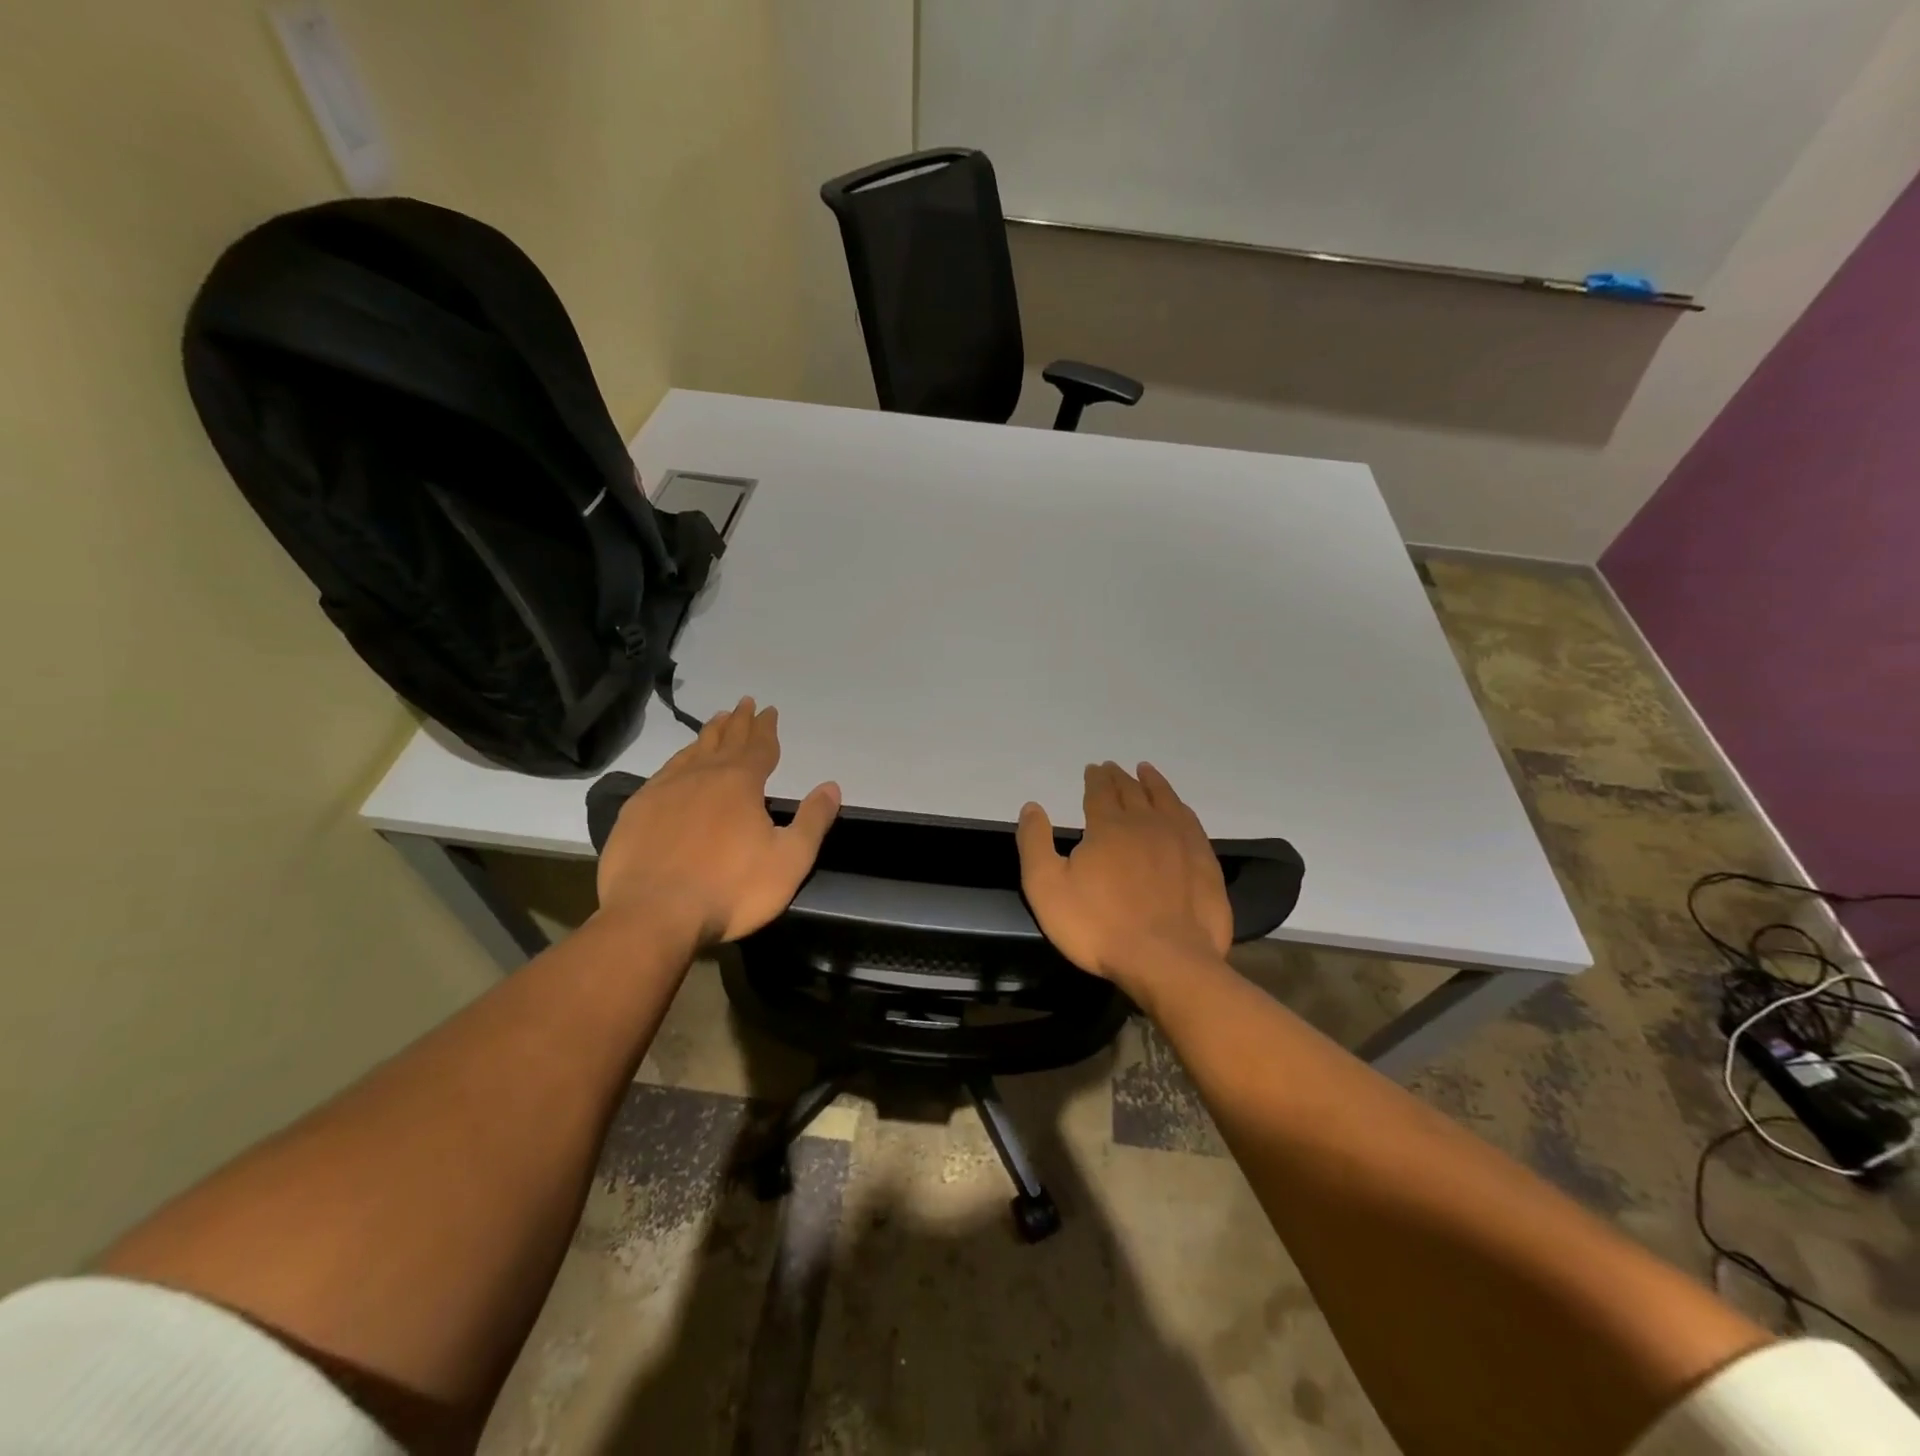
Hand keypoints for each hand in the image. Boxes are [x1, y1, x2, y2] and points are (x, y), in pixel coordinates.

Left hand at [596, 697, 840, 948]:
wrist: (653, 915)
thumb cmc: (730, 890)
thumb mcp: (789, 860)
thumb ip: (813, 821)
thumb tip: (832, 786)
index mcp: (741, 784)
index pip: (759, 747)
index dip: (766, 728)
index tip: (769, 710)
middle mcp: (702, 776)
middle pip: (724, 741)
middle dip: (738, 722)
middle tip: (743, 702)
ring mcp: (665, 791)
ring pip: (691, 752)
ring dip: (707, 735)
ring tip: (715, 721)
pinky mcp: (636, 811)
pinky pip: (663, 773)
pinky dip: (677, 760)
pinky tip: (678, 764)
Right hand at [1016, 762, 1232, 989]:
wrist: (1165, 960)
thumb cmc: (1098, 926)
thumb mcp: (1046, 887)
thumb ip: (1035, 843)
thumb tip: (1032, 806)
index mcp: (1108, 827)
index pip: (1100, 792)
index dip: (1096, 779)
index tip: (1094, 768)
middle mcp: (1146, 824)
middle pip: (1132, 792)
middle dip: (1120, 778)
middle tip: (1114, 768)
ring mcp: (1180, 842)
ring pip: (1165, 800)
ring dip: (1154, 783)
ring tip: (1147, 771)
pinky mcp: (1204, 863)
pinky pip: (1191, 822)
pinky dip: (1180, 807)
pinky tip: (1179, 809)